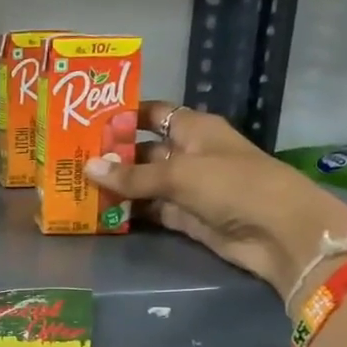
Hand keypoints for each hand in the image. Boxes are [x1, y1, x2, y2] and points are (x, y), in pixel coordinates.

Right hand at [82, 102, 346, 301]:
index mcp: (193, 128)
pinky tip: (98, 212)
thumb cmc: (233, 185)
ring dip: (116, 186)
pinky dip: (129, 211)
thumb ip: (132, 175)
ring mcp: (187, 187)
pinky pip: (150, 210)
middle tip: (68, 160)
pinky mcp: (185, 217)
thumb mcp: (179, 174)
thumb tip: (88, 167)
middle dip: (111, 156)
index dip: (123, 116)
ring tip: (74, 187)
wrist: (278, 232)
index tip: (85, 121)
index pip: (153, 114)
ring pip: (143, 183)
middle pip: (143, 150)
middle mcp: (188, 153)